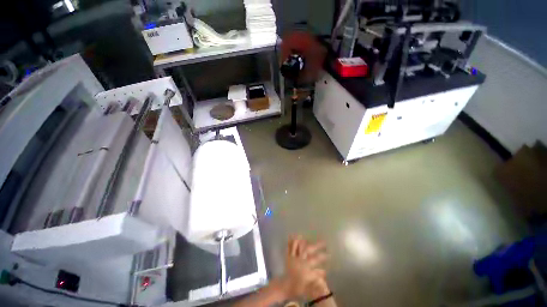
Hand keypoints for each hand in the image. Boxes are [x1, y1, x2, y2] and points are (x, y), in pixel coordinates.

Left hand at [281, 236, 327, 298]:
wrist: (286, 286)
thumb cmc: (298, 286)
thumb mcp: (309, 282)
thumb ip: (316, 275)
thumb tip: (325, 271)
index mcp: (306, 266)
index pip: (316, 259)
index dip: (323, 256)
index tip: (329, 254)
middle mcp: (300, 260)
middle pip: (308, 249)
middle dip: (316, 245)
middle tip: (323, 242)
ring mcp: (293, 257)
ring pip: (297, 246)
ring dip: (301, 240)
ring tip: (303, 235)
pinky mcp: (288, 257)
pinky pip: (288, 248)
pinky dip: (290, 242)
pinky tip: (290, 236)